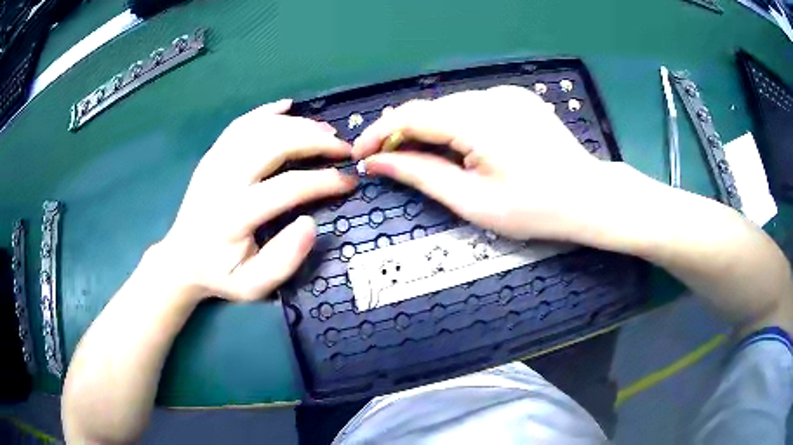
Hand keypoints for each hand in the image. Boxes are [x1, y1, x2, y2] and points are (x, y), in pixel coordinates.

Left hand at [158, 99, 355, 301]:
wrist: (182, 258)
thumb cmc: (220, 274)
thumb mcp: (252, 287)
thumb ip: (283, 262)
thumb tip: (309, 224)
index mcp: (234, 215)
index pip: (288, 187)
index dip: (325, 181)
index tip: (349, 182)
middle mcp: (223, 180)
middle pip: (274, 144)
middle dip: (315, 141)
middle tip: (344, 148)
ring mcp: (215, 162)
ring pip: (260, 128)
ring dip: (298, 124)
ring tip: (325, 131)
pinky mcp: (212, 155)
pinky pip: (241, 124)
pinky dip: (266, 111)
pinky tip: (288, 106)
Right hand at [353, 85, 614, 241]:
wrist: (588, 197)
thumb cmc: (535, 209)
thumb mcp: (473, 201)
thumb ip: (421, 175)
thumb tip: (377, 162)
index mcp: (477, 121)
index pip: (410, 115)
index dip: (379, 132)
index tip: (361, 154)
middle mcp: (490, 96)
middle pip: (429, 108)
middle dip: (404, 134)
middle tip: (391, 162)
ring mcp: (507, 93)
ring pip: (450, 106)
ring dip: (430, 129)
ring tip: (424, 159)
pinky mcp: (517, 98)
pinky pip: (473, 107)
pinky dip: (455, 125)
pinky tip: (461, 148)